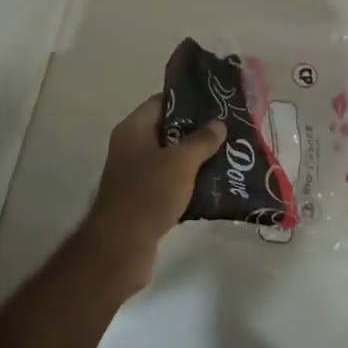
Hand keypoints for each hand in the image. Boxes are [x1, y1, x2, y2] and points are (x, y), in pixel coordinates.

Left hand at [76, 95, 225, 293]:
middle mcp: (130, 147)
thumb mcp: (181, 162)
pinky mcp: (142, 199)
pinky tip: (212, 187)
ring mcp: (134, 174)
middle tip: (227, 131)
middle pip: (167, 130)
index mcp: (133, 129)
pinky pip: (168, 183)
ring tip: (226, 157)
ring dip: (194, 159)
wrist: (121, 247)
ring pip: (170, 159)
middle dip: (196, 131)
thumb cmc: (148, 194)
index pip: (161, 102)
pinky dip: (187, 183)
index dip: (187, 100)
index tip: (215, 103)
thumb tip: (218, 123)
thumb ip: (201, 140)